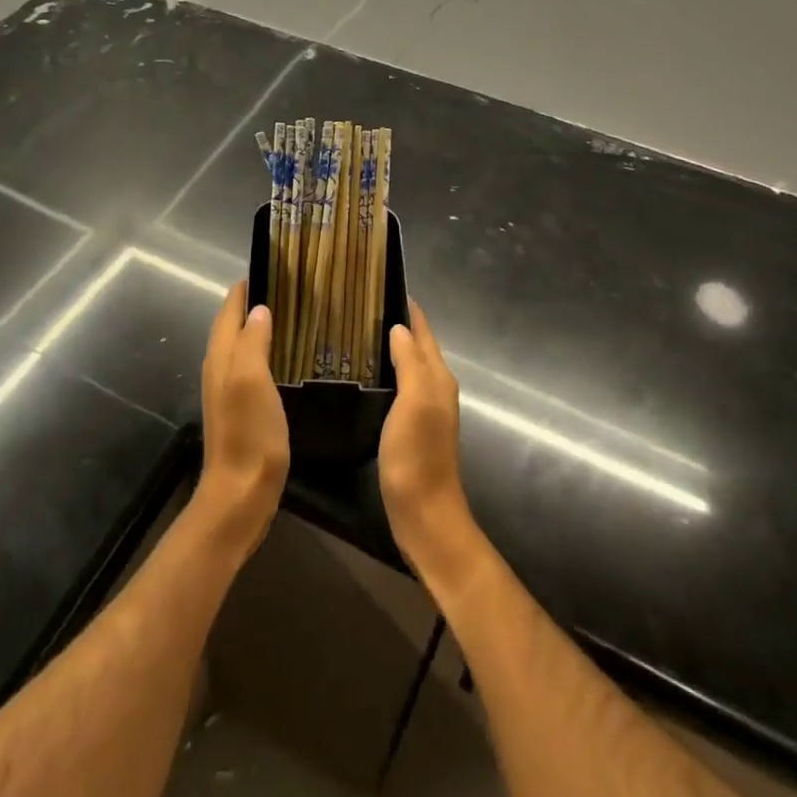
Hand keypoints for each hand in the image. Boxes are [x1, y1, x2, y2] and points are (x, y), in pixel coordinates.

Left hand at [195, 283, 289, 554]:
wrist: (240, 494)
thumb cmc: (249, 434)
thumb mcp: (253, 380)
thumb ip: (253, 341)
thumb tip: (259, 309)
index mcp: (222, 356)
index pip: (229, 309)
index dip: (246, 287)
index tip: (272, 267)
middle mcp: (220, 368)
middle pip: (232, 325)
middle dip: (254, 303)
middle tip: (289, 287)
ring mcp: (228, 391)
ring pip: (241, 345)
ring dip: (259, 327)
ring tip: (291, 314)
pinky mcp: (241, 410)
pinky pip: (251, 366)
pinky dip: (265, 351)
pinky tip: (286, 357)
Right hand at [379, 301, 479, 585]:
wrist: (424, 514)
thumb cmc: (418, 455)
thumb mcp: (414, 402)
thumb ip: (410, 363)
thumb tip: (399, 328)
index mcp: (438, 378)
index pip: (424, 331)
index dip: (409, 308)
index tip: (382, 283)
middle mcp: (435, 388)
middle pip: (417, 346)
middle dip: (397, 322)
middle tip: (360, 303)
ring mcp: (424, 409)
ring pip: (408, 365)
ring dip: (390, 346)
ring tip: (357, 330)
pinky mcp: (410, 428)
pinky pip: (399, 386)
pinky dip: (385, 371)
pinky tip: (364, 373)